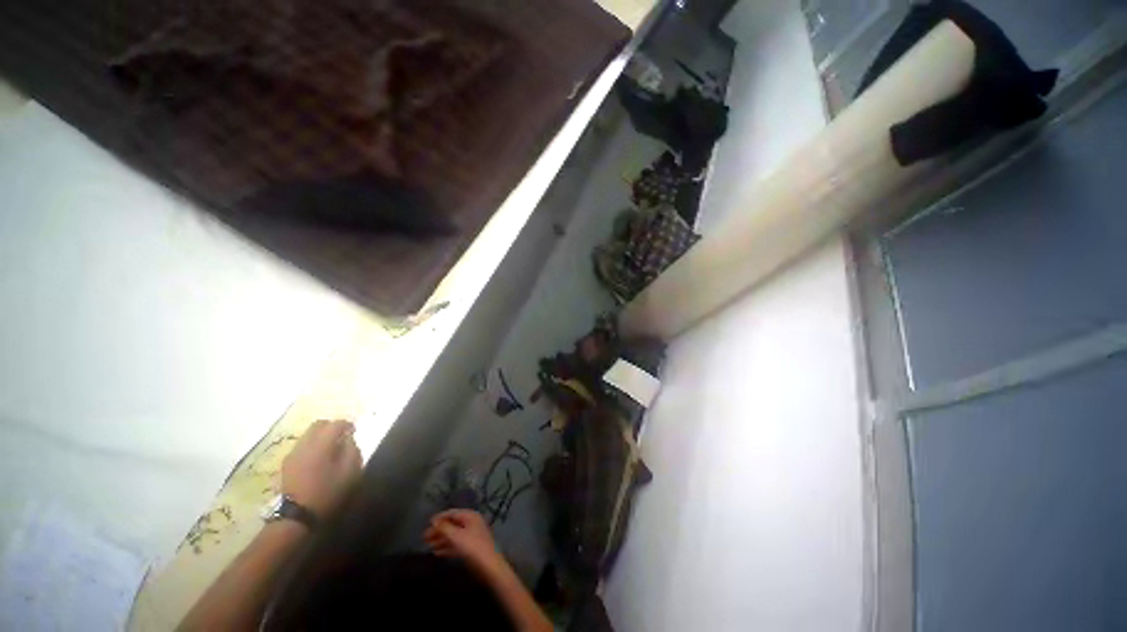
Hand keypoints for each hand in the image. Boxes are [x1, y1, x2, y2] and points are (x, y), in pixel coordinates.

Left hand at [281, 419, 361, 519]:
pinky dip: (313, 445)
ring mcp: (293, 454)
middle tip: (343, 435)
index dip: (347, 424)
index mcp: (321, 445)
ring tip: (332, 447)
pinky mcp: (287, 464)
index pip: (335, 424)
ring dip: (321, 436)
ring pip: (308, 434)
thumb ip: (352, 450)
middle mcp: (304, 445)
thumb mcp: (350, 472)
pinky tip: (319, 458)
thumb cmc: (328, 492)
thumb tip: (348, 439)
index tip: (354, 430)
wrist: (296, 516)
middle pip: (318, 425)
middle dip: (332, 426)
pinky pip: (302, 445)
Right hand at [424, 509, 502, 572]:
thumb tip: (434, 521)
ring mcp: (471, 536)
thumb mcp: (456, 536)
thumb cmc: (472, 546)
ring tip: (427, 546)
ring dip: (441, 540)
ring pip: (453, 535)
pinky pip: (456, 544)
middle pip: (452, 524)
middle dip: (438, 530)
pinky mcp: (470, 548)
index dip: (439, 518)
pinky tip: (436, 553)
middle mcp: (471, 523)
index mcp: (470, 516)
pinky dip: (446, 547)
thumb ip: (444, 527)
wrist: (488, 565)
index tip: (426, 524)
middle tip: (424, 538)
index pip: (452, 513)